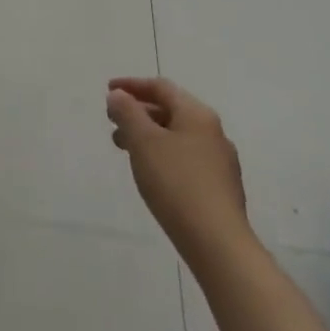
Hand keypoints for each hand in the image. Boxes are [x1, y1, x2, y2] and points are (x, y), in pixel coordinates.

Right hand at [107, 77, 252, 263]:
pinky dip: (163, 155)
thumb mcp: (143, 140)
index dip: (131, 85)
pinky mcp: (221, 189)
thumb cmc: (176, 183)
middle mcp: (213, 132)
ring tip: (125, 150)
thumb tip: (119, 96)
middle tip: (113, 123)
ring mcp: (220, 162)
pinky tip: (151, 173)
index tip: (108, 91)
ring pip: (177, 136)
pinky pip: (186, 158)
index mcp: (197, 114)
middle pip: (170, 110)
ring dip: (148, 136)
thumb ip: (127, 112)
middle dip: (138, 113)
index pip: (161, 87)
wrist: (219, 245)